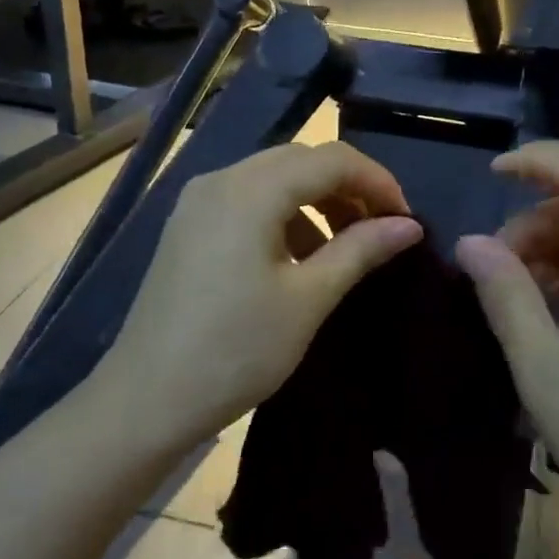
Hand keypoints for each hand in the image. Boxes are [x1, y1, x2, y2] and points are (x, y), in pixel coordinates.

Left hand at [103, 142, 422, 442]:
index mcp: (251, 190)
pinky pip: (247, 201)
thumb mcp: (308, 299)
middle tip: (380, 230)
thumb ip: (360, 250)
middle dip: (347, 188)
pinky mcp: (187, 226)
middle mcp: (221, 180)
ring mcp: (197, 201)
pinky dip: (283, 216)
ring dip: (316, 201)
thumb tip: (410, 226)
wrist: (148, 399)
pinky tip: (297, 258)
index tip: (406, 221)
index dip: (377, 182)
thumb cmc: (237, 349)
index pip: (331, 159)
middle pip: (300, 161)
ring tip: (344, 248)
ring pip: (273, 179)